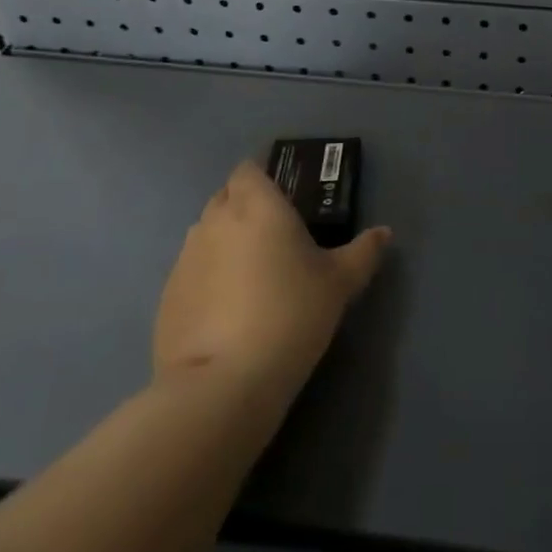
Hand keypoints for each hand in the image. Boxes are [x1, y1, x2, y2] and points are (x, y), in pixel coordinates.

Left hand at [152, 163, 390, 396]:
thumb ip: (363, 252)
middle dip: (244, 206)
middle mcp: (214, 221)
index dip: (263, 177)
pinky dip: (207, 278)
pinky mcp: (167, 295)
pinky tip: (226, 310)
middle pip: (225, 196)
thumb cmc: (291, 314)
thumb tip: (384, 233)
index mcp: (256, 205)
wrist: (224, 382)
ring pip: (205, 233)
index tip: (284, 196)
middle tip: (274, 234)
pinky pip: (191, 271)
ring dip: (224, 241)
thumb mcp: (340, 284)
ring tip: (251, 275)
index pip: (249, 169)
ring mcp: (185, 258)